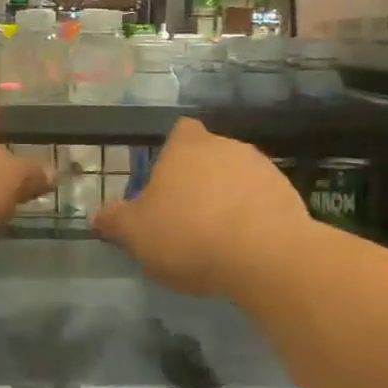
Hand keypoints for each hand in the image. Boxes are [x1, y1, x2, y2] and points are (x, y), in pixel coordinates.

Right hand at [93, 119, 311, 295]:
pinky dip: (252, 217)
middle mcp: (226, 146)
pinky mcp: (288, 195)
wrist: (266, 256)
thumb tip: (99, 216)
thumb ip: (115, 222)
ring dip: (227, 199)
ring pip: (237, 178)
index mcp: (186, 147)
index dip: (172, 153)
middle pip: (209, 155)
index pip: (180, 131)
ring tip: (217, 237)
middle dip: (199, 180)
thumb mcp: (136, 234)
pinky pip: (261, 201)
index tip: (165, 183)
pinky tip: (244, 247)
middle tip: (185, 217)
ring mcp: (262, 168)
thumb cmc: (189, 235)